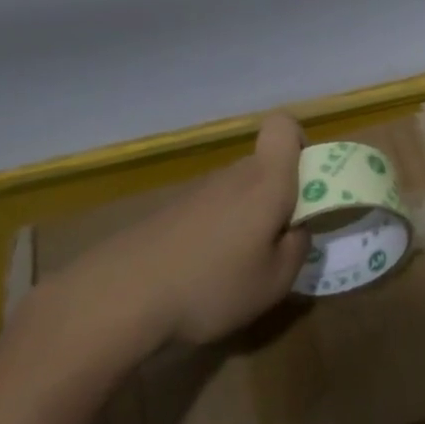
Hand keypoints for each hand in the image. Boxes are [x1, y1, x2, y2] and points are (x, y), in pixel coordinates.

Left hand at [45, 116, 310, 359]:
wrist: (119, 298)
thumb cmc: (212, 285)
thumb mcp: (274, 282)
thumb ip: (297, 248)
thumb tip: (297, 228)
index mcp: (267, 181)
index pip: (284, 125)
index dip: (300, 143)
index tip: (305, 183)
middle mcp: (233, 175)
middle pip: (265, 165)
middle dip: (280, 195)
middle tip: (279, 242)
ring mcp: (197, 192)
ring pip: (238, 191)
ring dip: (248, 218)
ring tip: (240, 268)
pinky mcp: (170, 212)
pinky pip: (210, 211)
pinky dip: (217, 233)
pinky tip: (204, 274)